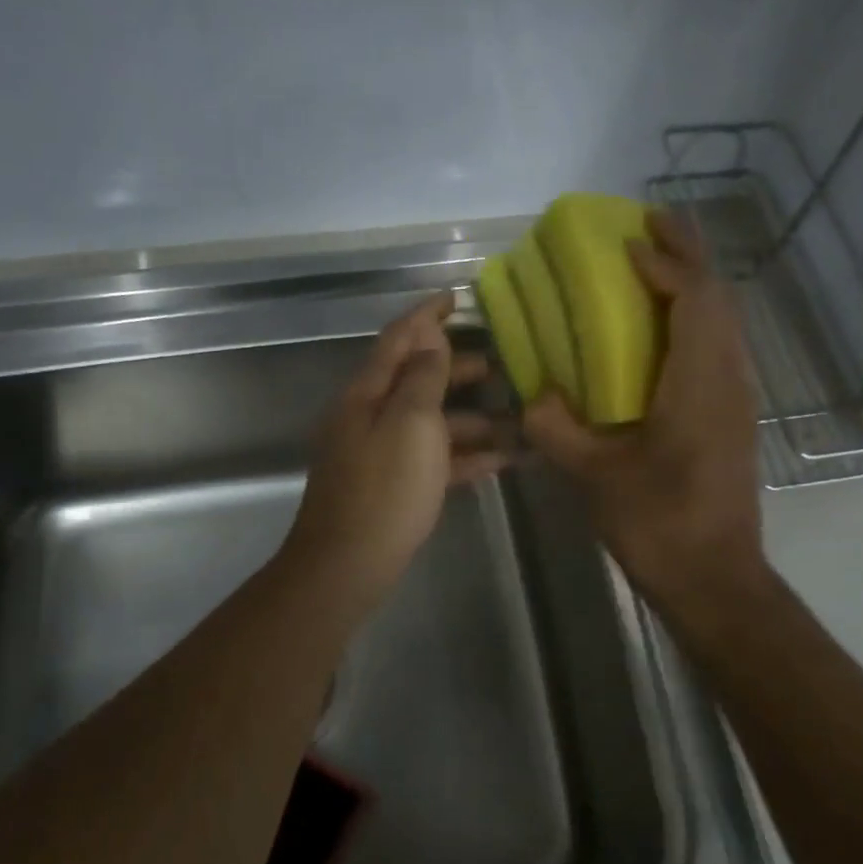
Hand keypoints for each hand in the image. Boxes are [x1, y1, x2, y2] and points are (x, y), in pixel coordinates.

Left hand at [285, 292, 509, 604]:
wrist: (347, 565)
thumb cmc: (384, 488)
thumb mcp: (410, 423)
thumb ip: (422, 377)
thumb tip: (429, 338)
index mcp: (367, 394)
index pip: (398, 339)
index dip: (426, 315)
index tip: (455, 297)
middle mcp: (370, 416)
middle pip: (416, 380)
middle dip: (456, 369)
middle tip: (500, 365)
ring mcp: (380, 453)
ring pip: (430, 423)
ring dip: (470, 419)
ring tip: (515, 419)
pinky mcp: (393, 486)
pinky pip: (433, 460)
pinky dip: (464, 456)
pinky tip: (501, 461)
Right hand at [523, 212, 769, 613]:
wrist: (715, 579)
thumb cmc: (658, 524)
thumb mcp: (595, 476)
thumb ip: (557, 428)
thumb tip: (532, 396)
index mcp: (699, 384)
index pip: (694, 299)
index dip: (664, 263)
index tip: (626, 244)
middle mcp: (728, 379)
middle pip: (719, 297)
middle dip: (688, 253)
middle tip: (649, 224)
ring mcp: (737, 397)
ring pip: (725, 319)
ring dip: (694, 283)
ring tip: (656, 261)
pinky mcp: (733, 415)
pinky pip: (720, 344)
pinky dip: (696, 316)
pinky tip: (664, 326)